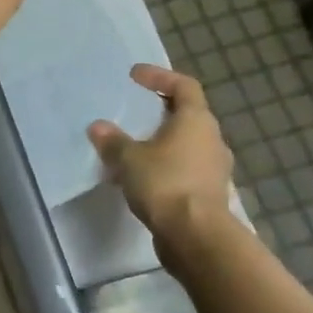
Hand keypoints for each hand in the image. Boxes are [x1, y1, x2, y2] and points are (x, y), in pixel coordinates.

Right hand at [88, 65, 238, 241]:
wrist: (196, 236)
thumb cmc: (165, 184)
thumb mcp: (129, 159)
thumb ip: (113, 140)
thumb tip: (98, 127)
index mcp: (196, 120)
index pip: (184, 86)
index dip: (160, 76)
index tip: (135, 76)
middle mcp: (211, 139)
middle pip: (187, 115)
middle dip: (159, 112)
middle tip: (133, 112)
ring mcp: (214, 168)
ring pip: (186, 145)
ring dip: (161, 143)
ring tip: (131, 148)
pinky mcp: (209, 194)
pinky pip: (184, 170)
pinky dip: (164, 167)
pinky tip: (141, 178)